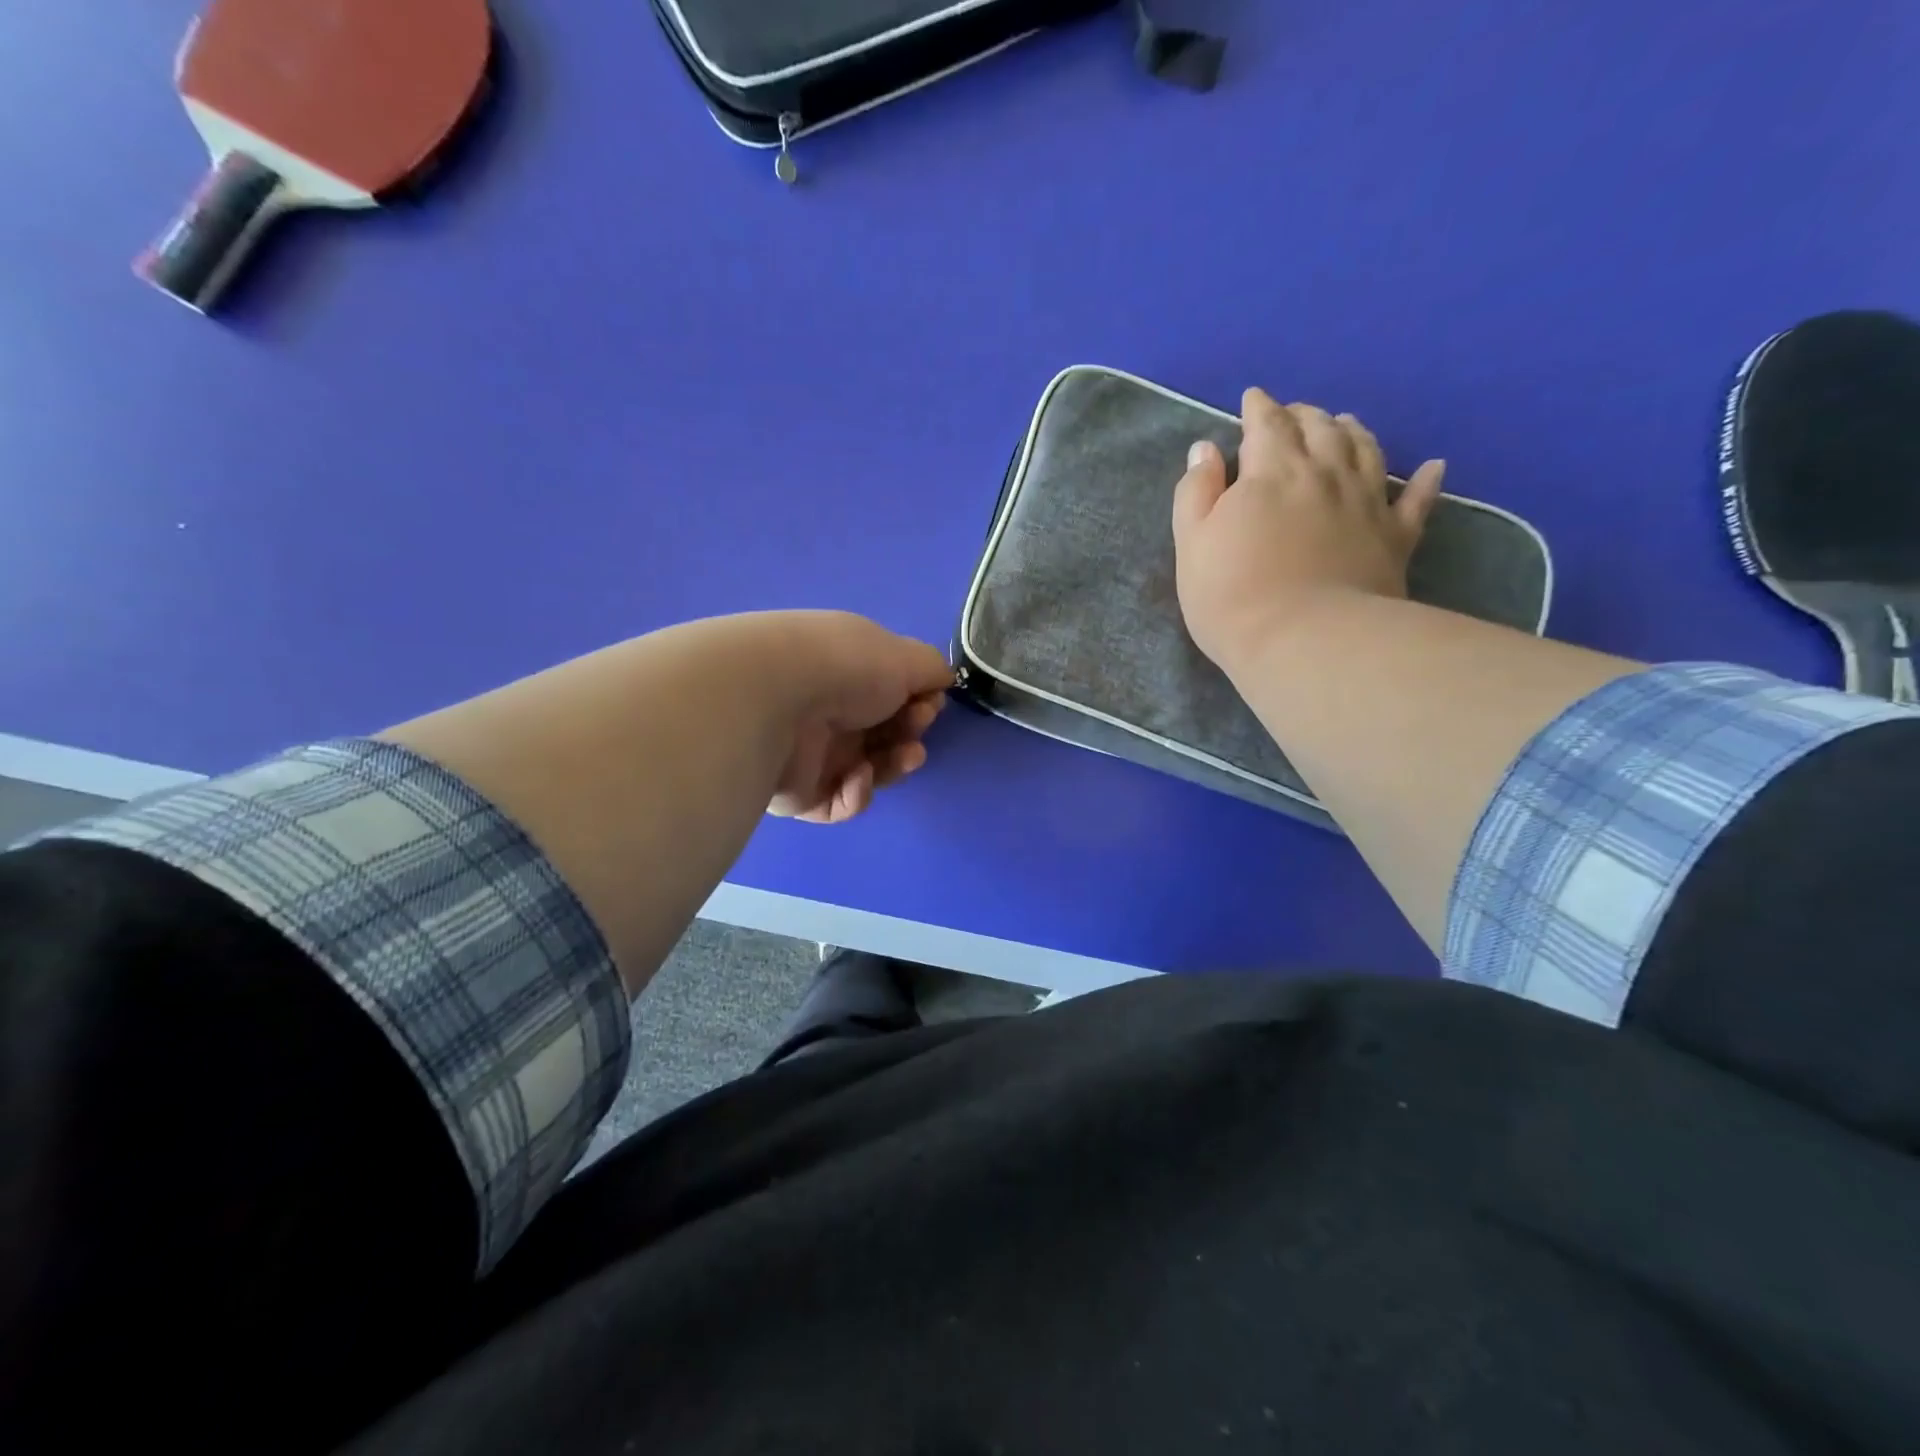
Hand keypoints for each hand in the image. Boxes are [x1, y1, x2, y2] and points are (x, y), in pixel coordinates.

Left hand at [765, 611, 951, 823]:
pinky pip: (841, 803)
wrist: (775, 699)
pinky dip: (858, 793)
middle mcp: (829, 711)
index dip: (918, 701)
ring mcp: (813, 754)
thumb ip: (932, 669)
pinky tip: (857, 774)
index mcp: (848, 674)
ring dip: (894, 765)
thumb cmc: (845, 668)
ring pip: (869, 771)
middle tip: (915, 729)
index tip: (929, 703)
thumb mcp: (904, 656)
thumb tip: (941, 682)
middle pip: (883, 735)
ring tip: (905, 756)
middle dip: (910, 733)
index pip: (890, 694)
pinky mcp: (800, 795)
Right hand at [1171, 388, 1446, 675]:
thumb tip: (1204, 450)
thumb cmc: (1231, 595)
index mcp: (1272, 471)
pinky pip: (1417, 501)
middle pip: (1319, 428)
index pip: (1266, 424)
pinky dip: (1425, 481)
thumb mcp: (1192, 544)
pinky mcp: (1395, 538)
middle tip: (1293, 413)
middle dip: (1303, 415)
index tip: (1252, 399)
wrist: (1304, 641)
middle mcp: (1324, 474)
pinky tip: (1434, 467)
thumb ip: (1196, 492)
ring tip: (1344, 424)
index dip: (1258, 408)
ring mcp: (1366, 503)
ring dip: (1353, 431)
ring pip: (1366, 450)